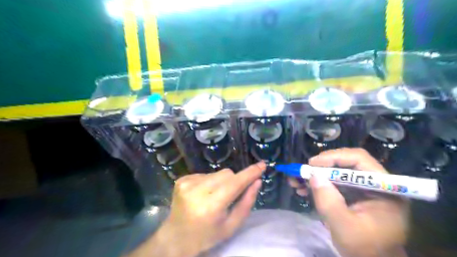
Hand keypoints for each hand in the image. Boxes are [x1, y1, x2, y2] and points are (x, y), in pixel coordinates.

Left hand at [127, 162, 264, 256]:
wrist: (176, 237)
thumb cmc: (207, 235)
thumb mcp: (231, 226)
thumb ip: (246, 202)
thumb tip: (257, 181)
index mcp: (210, 206)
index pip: (235, 183)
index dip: (250, 173)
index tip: (262, 165)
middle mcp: (197, 191)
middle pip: (227, 174)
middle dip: (234, 181)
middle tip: (230, 196)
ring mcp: (187, 183)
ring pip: (217, 172)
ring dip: (222, 182)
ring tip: (214, 197)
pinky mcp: (182, 179)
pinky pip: (206, 173)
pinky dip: (210, 181)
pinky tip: (203, 194)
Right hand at [287, 148, 408, 256]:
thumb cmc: (365, 249)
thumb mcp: (344, 227)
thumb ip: (329, 201)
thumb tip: (313, 175)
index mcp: (384, 188)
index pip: (359, 160)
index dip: (334, 157)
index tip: (312, 163)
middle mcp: (375, 183)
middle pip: (345, 164)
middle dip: (320, 167)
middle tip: (302, 171)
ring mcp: (362, 189)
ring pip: (336, 172)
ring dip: (315, 175)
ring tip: (295, 180)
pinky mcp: (352, 195)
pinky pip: (333, 183)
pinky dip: (317, 184)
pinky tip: (302, 189)